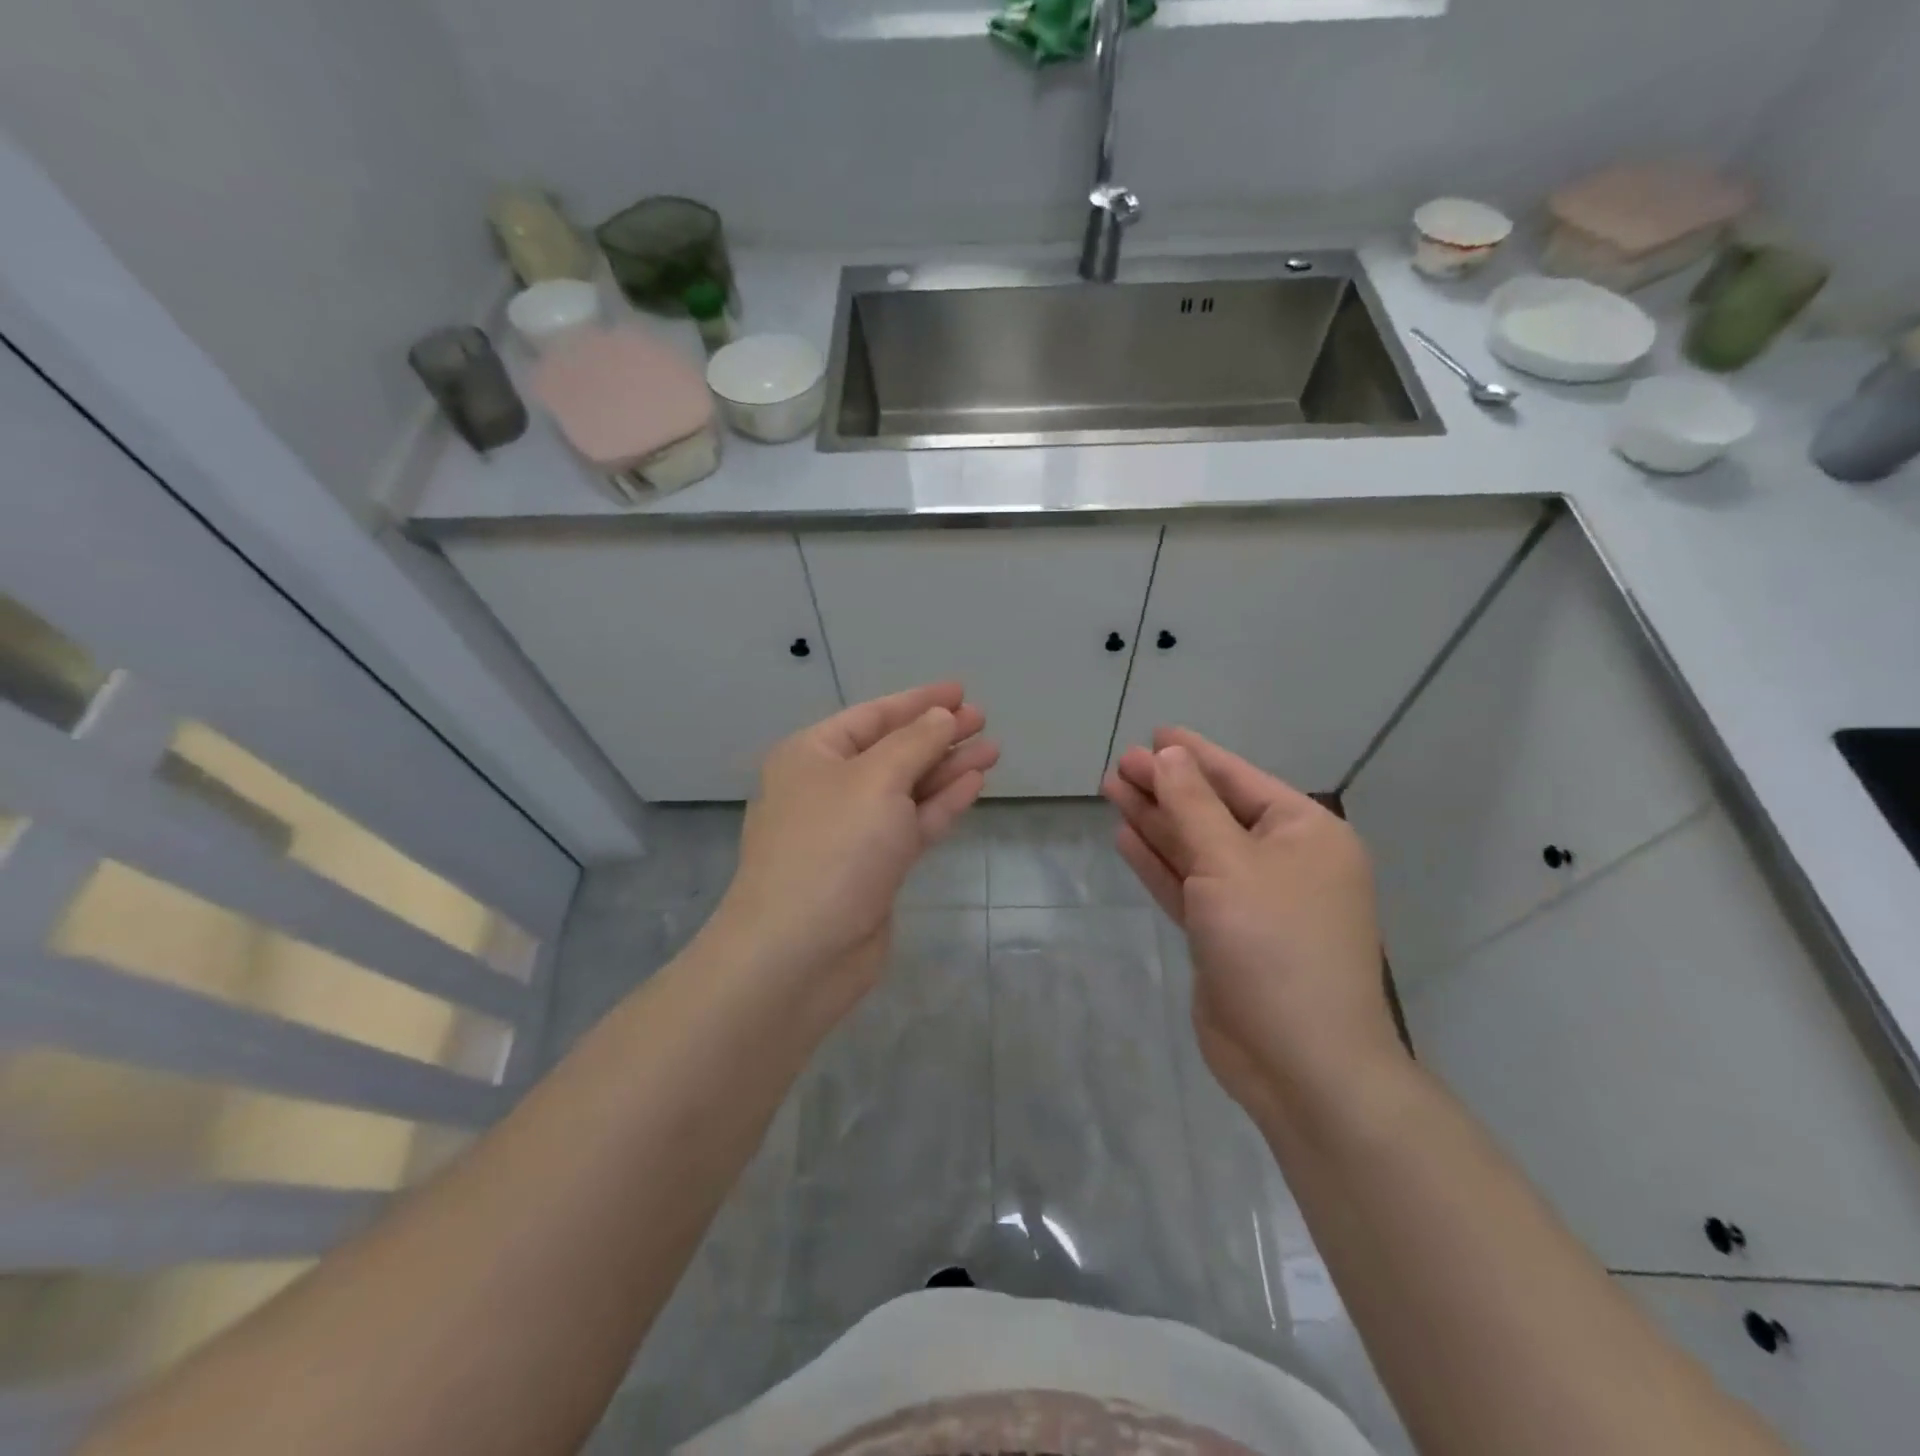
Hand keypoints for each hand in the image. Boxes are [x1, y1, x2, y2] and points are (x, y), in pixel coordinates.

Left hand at [712, 683, 997, 1015]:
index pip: (873, 715)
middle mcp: (828, 787)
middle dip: (938, 734)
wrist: (800, 951)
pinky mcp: (873, 868)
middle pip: (892, 750)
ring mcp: (851, 830)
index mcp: (812, 754)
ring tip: (992, 750)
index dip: (919, 701)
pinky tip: (973, 784)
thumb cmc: (833, 847)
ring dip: (947, 768)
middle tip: (984, 720)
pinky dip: (940, 804)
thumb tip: (941, 717)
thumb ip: (915, 743)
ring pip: (906, 788)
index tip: (961, 691)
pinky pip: (910, 824)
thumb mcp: (876, 779)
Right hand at [1102, 728, 1404, 1124]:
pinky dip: (1159, 863)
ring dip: (1156, 821)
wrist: (1299, 1062)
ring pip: (1196, 848)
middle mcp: (1284, 861)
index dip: (1194, 755)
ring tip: (1111, 790)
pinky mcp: (1225, 934)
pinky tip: (1126, 837)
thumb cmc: (1274, 945)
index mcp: (1306, 834)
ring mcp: (1254, 900)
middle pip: (1213, 811)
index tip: (1154, 734)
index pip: (1240, 780)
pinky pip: (1188, 885)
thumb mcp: (1229, 864)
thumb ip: (1193, 806)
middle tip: (1118, 765)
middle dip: (1166, 788)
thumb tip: (1169, 754)